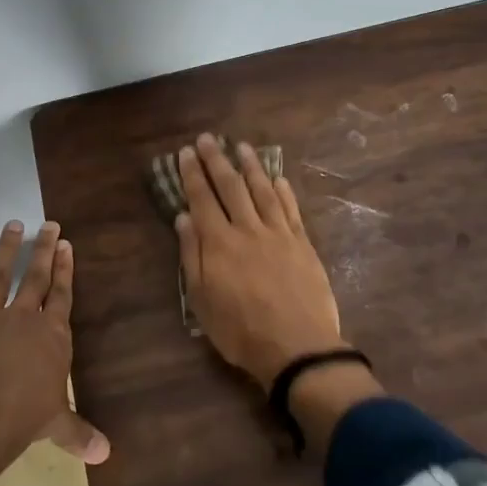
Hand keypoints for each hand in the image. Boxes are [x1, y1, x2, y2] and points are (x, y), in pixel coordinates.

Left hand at [0, 220, 109, 480]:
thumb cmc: (24, 421)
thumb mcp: (56, 426)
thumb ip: (78, 433)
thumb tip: (106, 453)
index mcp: (51, 337)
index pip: (61, 295)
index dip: (64, 270)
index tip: (67, 244)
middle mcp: (21, 320)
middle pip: (35, 278)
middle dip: (43, 250)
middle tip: (48, 224)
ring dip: (4, 251)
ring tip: (12, 225)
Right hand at [176, 135, 347, 389]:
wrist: (297, 347)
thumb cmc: (240, 331)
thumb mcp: (202, 300)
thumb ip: (192, 255)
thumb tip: (184, 217)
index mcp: (219, 243)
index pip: (202, 199)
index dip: (193, 174)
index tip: (186, 152)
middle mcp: (248, 229)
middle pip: (231, 187)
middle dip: (217, 160)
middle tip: (208, 138)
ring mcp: (278, 234)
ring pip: (263, 191)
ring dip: (251, 167)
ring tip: (242, 147)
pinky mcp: (302, 244)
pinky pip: (291, 210)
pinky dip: (284, 191)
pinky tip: (278, 178)